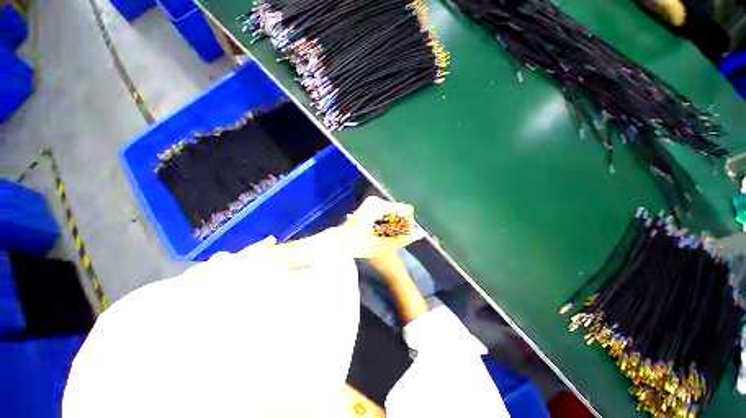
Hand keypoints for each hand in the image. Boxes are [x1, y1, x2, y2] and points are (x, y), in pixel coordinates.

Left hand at [338, 196, 425, 258]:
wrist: (340, 242)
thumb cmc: (359, 245)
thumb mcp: (382, 245)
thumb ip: (403, 239)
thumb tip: (421, 233)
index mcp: (379, 206)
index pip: (405, 210)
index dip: (407, 224)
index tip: (398, 236)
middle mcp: (376, 200)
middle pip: (399, 211)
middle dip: (398, 225)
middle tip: (387, 238)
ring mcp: (373, 201)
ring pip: (393, 212)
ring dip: (392, 225)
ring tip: (381, 236)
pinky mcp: (371, 204)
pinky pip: (387, 212)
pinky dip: (387, 222)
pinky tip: (379, 231)